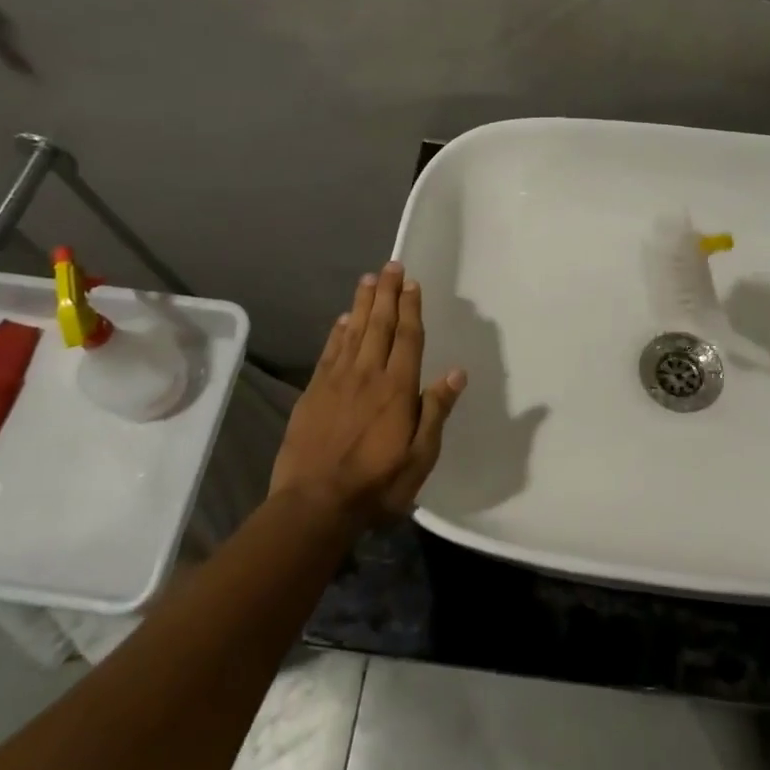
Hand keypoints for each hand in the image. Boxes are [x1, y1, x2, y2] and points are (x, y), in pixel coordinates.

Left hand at [271, 263, 465, 527]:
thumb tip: (456, 372)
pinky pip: (329, 352)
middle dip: (387, 293)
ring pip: (353, 332)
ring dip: (362, 304)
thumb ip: (436, 411)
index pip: (407, 337)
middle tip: (391, 266)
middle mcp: (368, 375)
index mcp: (397, 388)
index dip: (411, 308)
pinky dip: (337, 332)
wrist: (315, 503)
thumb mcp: (420, 457)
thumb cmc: (376, 484)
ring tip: (368, 279)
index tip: (412, 283)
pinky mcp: (313, 392)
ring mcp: (337, 381)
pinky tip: (341, 319)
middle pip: (380, 325)